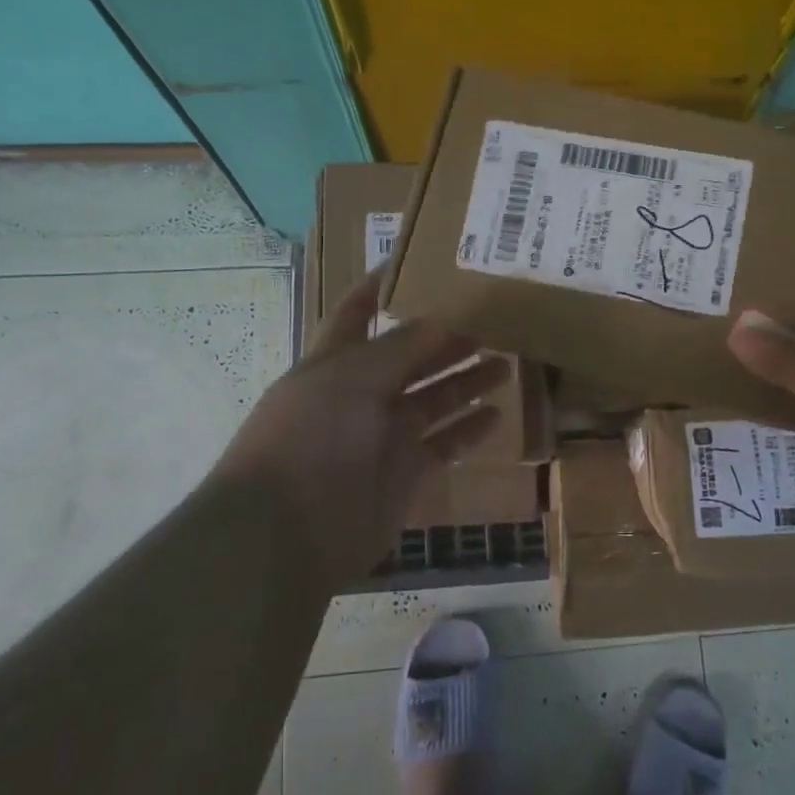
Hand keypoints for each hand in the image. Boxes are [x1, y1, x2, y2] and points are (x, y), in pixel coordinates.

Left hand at [208, 272, 507, 586]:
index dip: (380, 287)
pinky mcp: (404, 474)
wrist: (287, 532)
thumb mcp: (353, 377)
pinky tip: (497, 414)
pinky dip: (469, 430)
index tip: (417, 263)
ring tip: (507, 362)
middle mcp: (360, 395)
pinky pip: (444, 444)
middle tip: (493, 322)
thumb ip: (402, 346)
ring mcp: (383, 436)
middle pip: (410, 358)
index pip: (357, 314)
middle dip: (446, 338)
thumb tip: (445, 317)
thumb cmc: (311, 437)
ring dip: (466, 381)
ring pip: (433, 399)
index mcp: (335, 362)